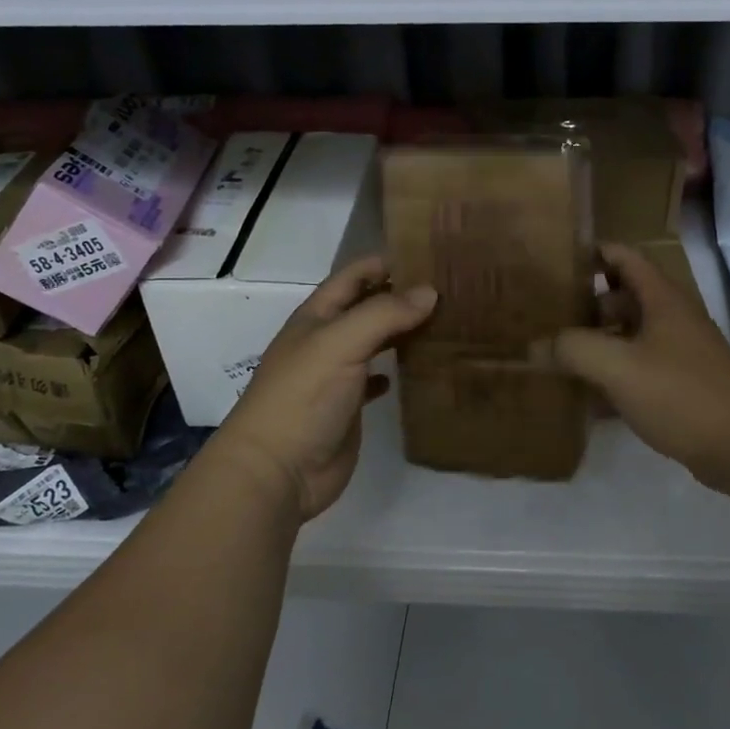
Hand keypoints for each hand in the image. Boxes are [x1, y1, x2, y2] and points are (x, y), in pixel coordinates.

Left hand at [210, 256, 437, 522]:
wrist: (277, 471)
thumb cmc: (303, 397)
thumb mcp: (341, 343)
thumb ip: (384, 314)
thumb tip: (430, 292)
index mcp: (317, 317)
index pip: (355, 276)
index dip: (387, 262)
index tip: (431, 257)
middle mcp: (326, 340)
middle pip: (367, 307)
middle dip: (402, 296)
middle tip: (452, 291)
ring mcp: (336, 375)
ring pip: (375, 342)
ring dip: (404, 332)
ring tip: (447, 323)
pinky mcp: (348, 407)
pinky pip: (376, 379)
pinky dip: (396, 371)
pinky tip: (420, 369)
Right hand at [554, 244, 729, 491]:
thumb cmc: (680, 393)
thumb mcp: (618, 367)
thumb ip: (573, 350)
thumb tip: (536, 345)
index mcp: (661, 299)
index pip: (625, 257)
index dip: (593, 253)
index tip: (555, 261)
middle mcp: (672, 318)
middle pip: (623, 298)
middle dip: (586, 305)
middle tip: (546, 316)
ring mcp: (679, 353)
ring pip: (630, 336)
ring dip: (598, 343)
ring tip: (557, 356)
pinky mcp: (681, 386)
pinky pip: (639, 370)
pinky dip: (613, 377)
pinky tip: (586, 398)